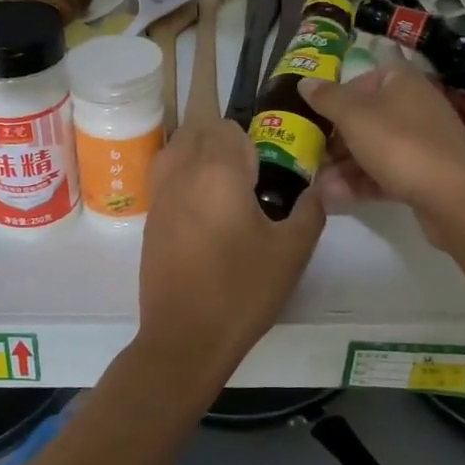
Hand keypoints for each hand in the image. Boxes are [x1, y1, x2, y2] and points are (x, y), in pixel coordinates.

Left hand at [137, 117, 325, 392]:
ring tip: (226, 178)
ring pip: (177, 146)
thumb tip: (313, 189)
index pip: (229, 126)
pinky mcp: (151, 217)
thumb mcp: (292, 252)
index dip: (252, 138)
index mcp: (217, 170)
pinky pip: (166, 173)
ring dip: (199, 147)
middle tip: (250, 168)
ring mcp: (160, 193)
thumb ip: (309, 211)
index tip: (269, 164)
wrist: (185, 337)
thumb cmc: (242, 290)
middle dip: (222, 134)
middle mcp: (182, 171)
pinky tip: (205, 202)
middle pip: (197, 127)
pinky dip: (184, 171)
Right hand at [300, 64, 464, 242]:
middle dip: (332, 140)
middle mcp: (412, 105)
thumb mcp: (354, 116)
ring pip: (372, 148)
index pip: (358, 81)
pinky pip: (384, 172)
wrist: (455, 197)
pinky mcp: (423, 173)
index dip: (332, 100)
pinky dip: (360, 182)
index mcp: (400, 81)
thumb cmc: (400, 144)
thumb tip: (304, 82)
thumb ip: (326, 98)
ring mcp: (420, 141)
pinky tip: (333, 198)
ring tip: (314, 184)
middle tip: (305, 156)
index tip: (309, 120)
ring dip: (342, 166)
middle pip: (363, 118)